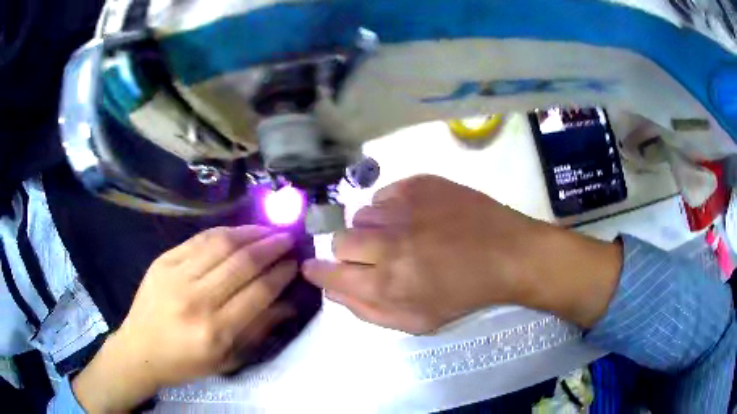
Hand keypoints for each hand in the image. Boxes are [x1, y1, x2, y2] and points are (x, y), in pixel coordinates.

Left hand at [73, 226, 297, 412]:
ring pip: (222, 244)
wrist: (140, 349)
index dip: (281, 273)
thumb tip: (288, 302)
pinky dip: (224, 231)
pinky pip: (199, 239)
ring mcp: (176, 276)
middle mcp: (197, 300)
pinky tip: (239, 230)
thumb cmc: (186, 362)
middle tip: (288, 238)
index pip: (259, 292)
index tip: (295, 262)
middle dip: (272, 246)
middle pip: (242, 263)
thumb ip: (258, 328)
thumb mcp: (227, 358)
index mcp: (215, 331)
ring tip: (269, 229)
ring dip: (251, 233)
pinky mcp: (163, 260)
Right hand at [303, 175, 621, 333]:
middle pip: (340, 240)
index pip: (329, 274)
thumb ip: (368, 311)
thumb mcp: (416, 322)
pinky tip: (414, 217)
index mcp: (386, 284)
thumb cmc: (464, 295)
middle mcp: (388, 243)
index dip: (317, 271)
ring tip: (400, 236)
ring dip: (373, 229)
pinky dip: (391, 208)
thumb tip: (333, 291)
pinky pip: (385, 194)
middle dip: (348, 252)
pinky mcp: (419, 184)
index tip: (314, 268)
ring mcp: (404, 208)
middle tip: (373, 256)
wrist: (507, 255)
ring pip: (362, 215)